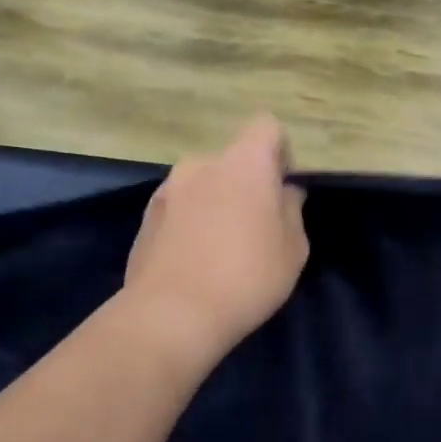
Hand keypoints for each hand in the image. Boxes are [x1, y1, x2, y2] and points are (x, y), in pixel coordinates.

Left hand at [124, 115, 308, 360]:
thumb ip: (291, 210)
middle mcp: (202, 164)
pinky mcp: (147, 217)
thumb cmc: (247, 277)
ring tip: (221, 250)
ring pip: (204, 185)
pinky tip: (195, 261)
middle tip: (255, 228)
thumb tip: (284, 193)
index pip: (266, 126)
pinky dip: (191, 223)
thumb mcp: (293, 249)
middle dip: (246, 184)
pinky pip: (180, 208)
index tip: (281, 189)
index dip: (279, 152)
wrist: (171, 315)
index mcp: (244, 163)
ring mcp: (168, 189)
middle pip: (233, 160)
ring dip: (216, 203)